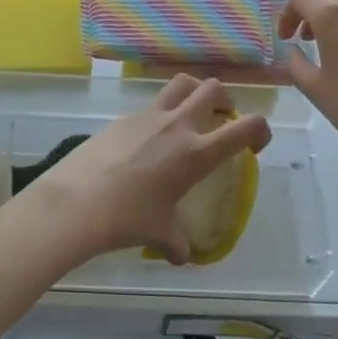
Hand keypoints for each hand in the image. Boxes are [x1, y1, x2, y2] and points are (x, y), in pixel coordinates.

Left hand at [34, 74, 270, 262]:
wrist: (76, 202)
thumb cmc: (127, 219)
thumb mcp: (160, 233)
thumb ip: (177, 243)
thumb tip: (181, 255)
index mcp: (197, 153)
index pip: (246, 127)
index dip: (261, 130)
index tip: (255, 146)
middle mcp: (177, 125)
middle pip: (212, 88)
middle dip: (225, 99)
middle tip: (221, 119)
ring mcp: (147, 116)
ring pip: (180, 83)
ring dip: (193, 92)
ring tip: (190, 114)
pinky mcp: (122, 117)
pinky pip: (149, 105)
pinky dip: (159, 113)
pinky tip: (146, 140)